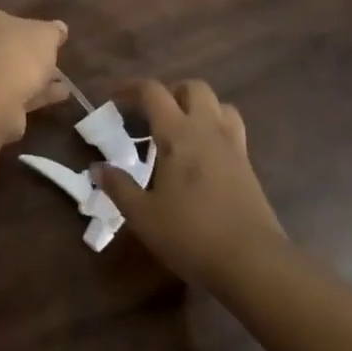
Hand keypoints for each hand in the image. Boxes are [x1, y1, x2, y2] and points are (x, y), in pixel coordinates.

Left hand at [0, 3, 69, 141]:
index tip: (24, 26)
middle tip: (48, 56)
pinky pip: (10, 95)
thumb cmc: (15, 51)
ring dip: (32, 77)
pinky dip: (33, 95)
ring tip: (61, 80)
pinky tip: (59, 96)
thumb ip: (52, 31)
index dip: (3, 18)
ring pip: (4, 73)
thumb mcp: (44, 35)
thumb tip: (59, 28)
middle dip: (22, 52)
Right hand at [98, 79, 284, 286]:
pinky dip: (215, 130)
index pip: (153, 92)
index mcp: (178, 133)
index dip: (132, 89)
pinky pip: (232, 130)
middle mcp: (207, 129)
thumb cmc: (192, 234)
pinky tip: (203, 158)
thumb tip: (97, 168)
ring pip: (220, 105)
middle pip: (193, 87)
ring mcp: (233, 146)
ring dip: (199, 107)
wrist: (254, 263)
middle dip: (172, 92)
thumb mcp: (144, 216)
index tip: (115, 100)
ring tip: (182, 130)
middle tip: (153, 115)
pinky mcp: (249, 167)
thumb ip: (119, 187)